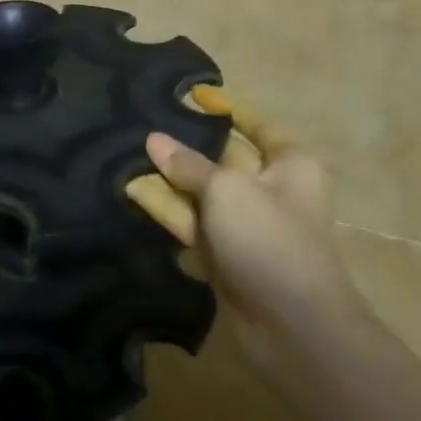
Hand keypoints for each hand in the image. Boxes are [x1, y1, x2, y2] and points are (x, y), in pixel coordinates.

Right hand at [127, 87, 361, 357]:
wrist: (294, 326)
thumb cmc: (269, 239)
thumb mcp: (225, 190)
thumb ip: (187, 164)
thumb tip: (153, 140)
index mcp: (288, 165)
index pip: (255, 125)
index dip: (225, 108)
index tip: (192, 94)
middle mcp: (271, 190)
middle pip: (222, 159)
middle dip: (185, 147)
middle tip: (143, 127)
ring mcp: (248, 227)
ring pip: (203, 194)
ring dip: (170, 181)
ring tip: (126, 158)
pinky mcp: (228, 258)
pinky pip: (195, 225)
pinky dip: (170, 212)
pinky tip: (134, 195)